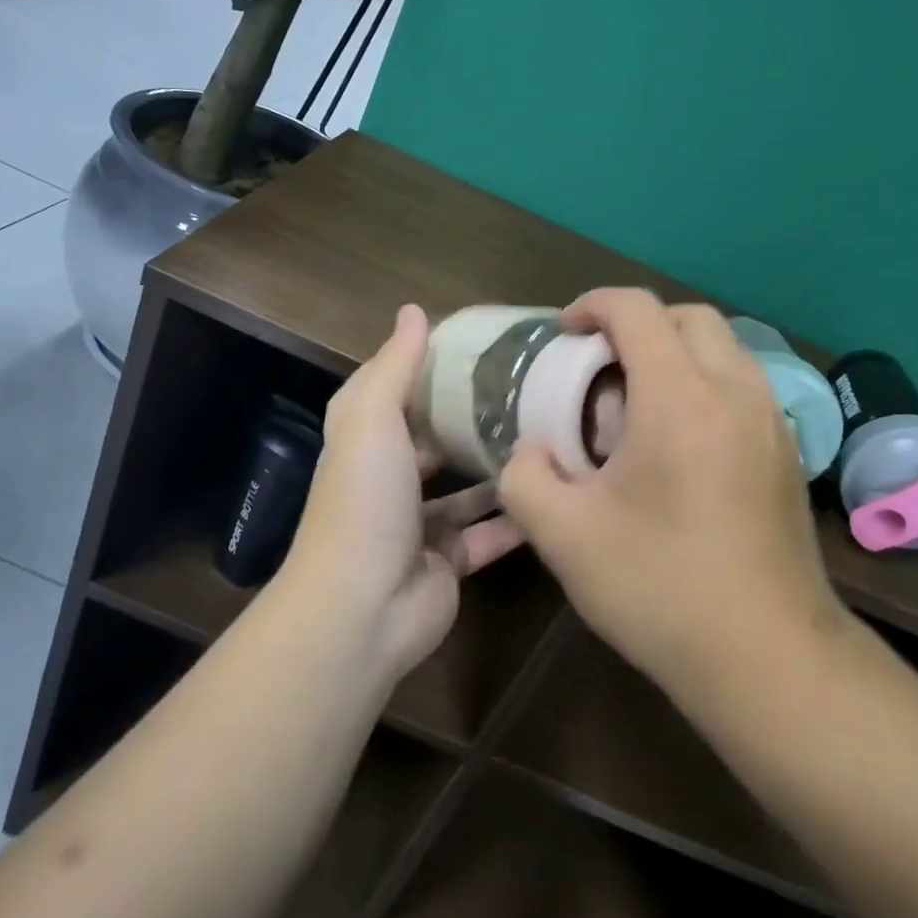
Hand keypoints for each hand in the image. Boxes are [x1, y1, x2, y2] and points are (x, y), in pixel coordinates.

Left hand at [284, 304, 525, 680]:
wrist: (361, 607)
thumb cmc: (364, 499)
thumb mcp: (372, 418)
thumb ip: (396, 365)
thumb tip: (413, 310)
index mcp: (366, 440)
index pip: (394, 388)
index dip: (425, 363)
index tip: (476, 343)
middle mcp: (391, 478)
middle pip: (434, 437)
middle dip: (470, 416)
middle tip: (527, 388)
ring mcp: (420, 523)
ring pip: (466, 487)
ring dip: (499, 466)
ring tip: (548, 434)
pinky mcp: (450, 561)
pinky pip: (489, 532)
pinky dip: (516, 516)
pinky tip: (555, 490)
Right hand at [498, 289, 853, 701]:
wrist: (771, 659)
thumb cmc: (662, 588)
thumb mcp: (566, 538)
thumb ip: (526, 479)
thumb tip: (531, 453)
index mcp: (681, 396)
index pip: (637, 309)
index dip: (593, 305)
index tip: (564, 332)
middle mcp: (735, 390)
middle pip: (688, 316)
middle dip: (638, 322)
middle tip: (599, 365)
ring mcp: (771, 419)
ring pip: (723, 347)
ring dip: (676, 351)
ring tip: (637, 400)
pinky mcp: (787, 451)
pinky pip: (742, 384)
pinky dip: (705, 382)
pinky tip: (679, 440)